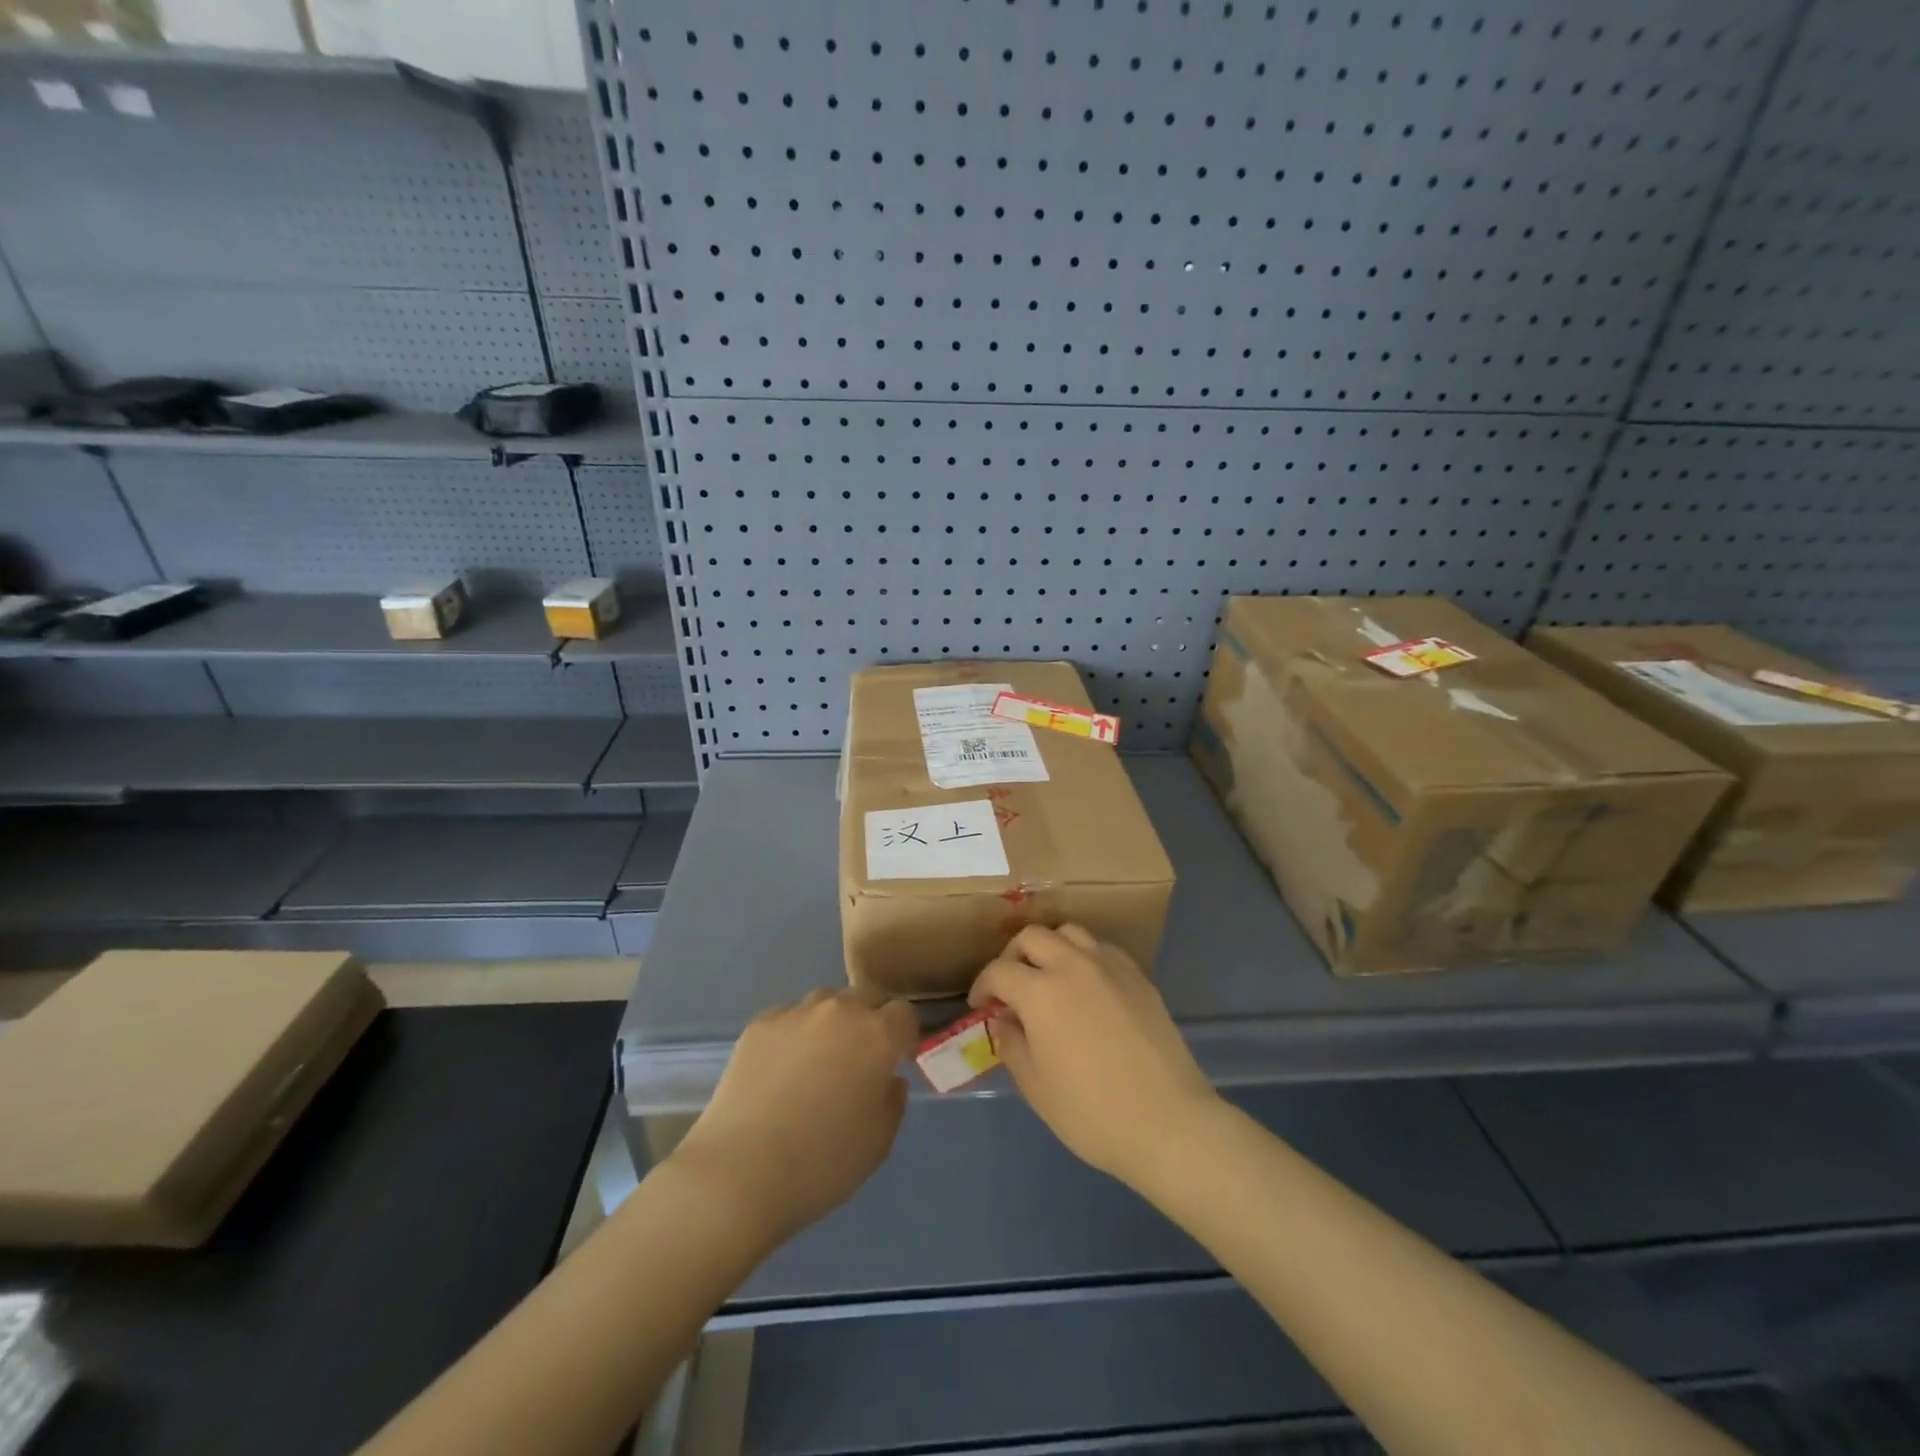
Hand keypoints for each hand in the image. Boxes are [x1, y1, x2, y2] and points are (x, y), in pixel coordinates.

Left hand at [670, 988, 917, 1242]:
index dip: (903, 1037)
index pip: (904, 1014)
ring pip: (825, 1003)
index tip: (895, 1062)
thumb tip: (887, 1078)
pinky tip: (779, 1071)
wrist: (740, 1172)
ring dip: (830, 1023)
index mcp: (877, 1036)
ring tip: (815, 1062)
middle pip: (865, 999)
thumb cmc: (821, 1163)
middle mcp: (840, 1011)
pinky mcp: (759, 1024)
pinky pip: (788, 1019)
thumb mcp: (879, 1143)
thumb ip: (892, 1100)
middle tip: (857, 1061)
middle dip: (868, 1022)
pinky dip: (793, 1035)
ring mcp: (796, 1013)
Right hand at [970, 925, 1218, 1186]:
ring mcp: (1110, 966)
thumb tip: (1003, 1019)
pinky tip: (1087, 987)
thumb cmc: (1092, 1113)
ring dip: (1050, 948)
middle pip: (1033, 937)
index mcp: (1040, 991)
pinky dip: (1084, 957)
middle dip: (1013, 956)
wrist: (1169, 1122)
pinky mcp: (1138, 976)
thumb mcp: (1036, 1087)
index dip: (983, 986)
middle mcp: (1072, 965)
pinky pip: (1102, 949)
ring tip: (1049, 978)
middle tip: (1011, 987)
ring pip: (1069, 933)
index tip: (981, 1006)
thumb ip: (1011, 1044)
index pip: (999, 971)